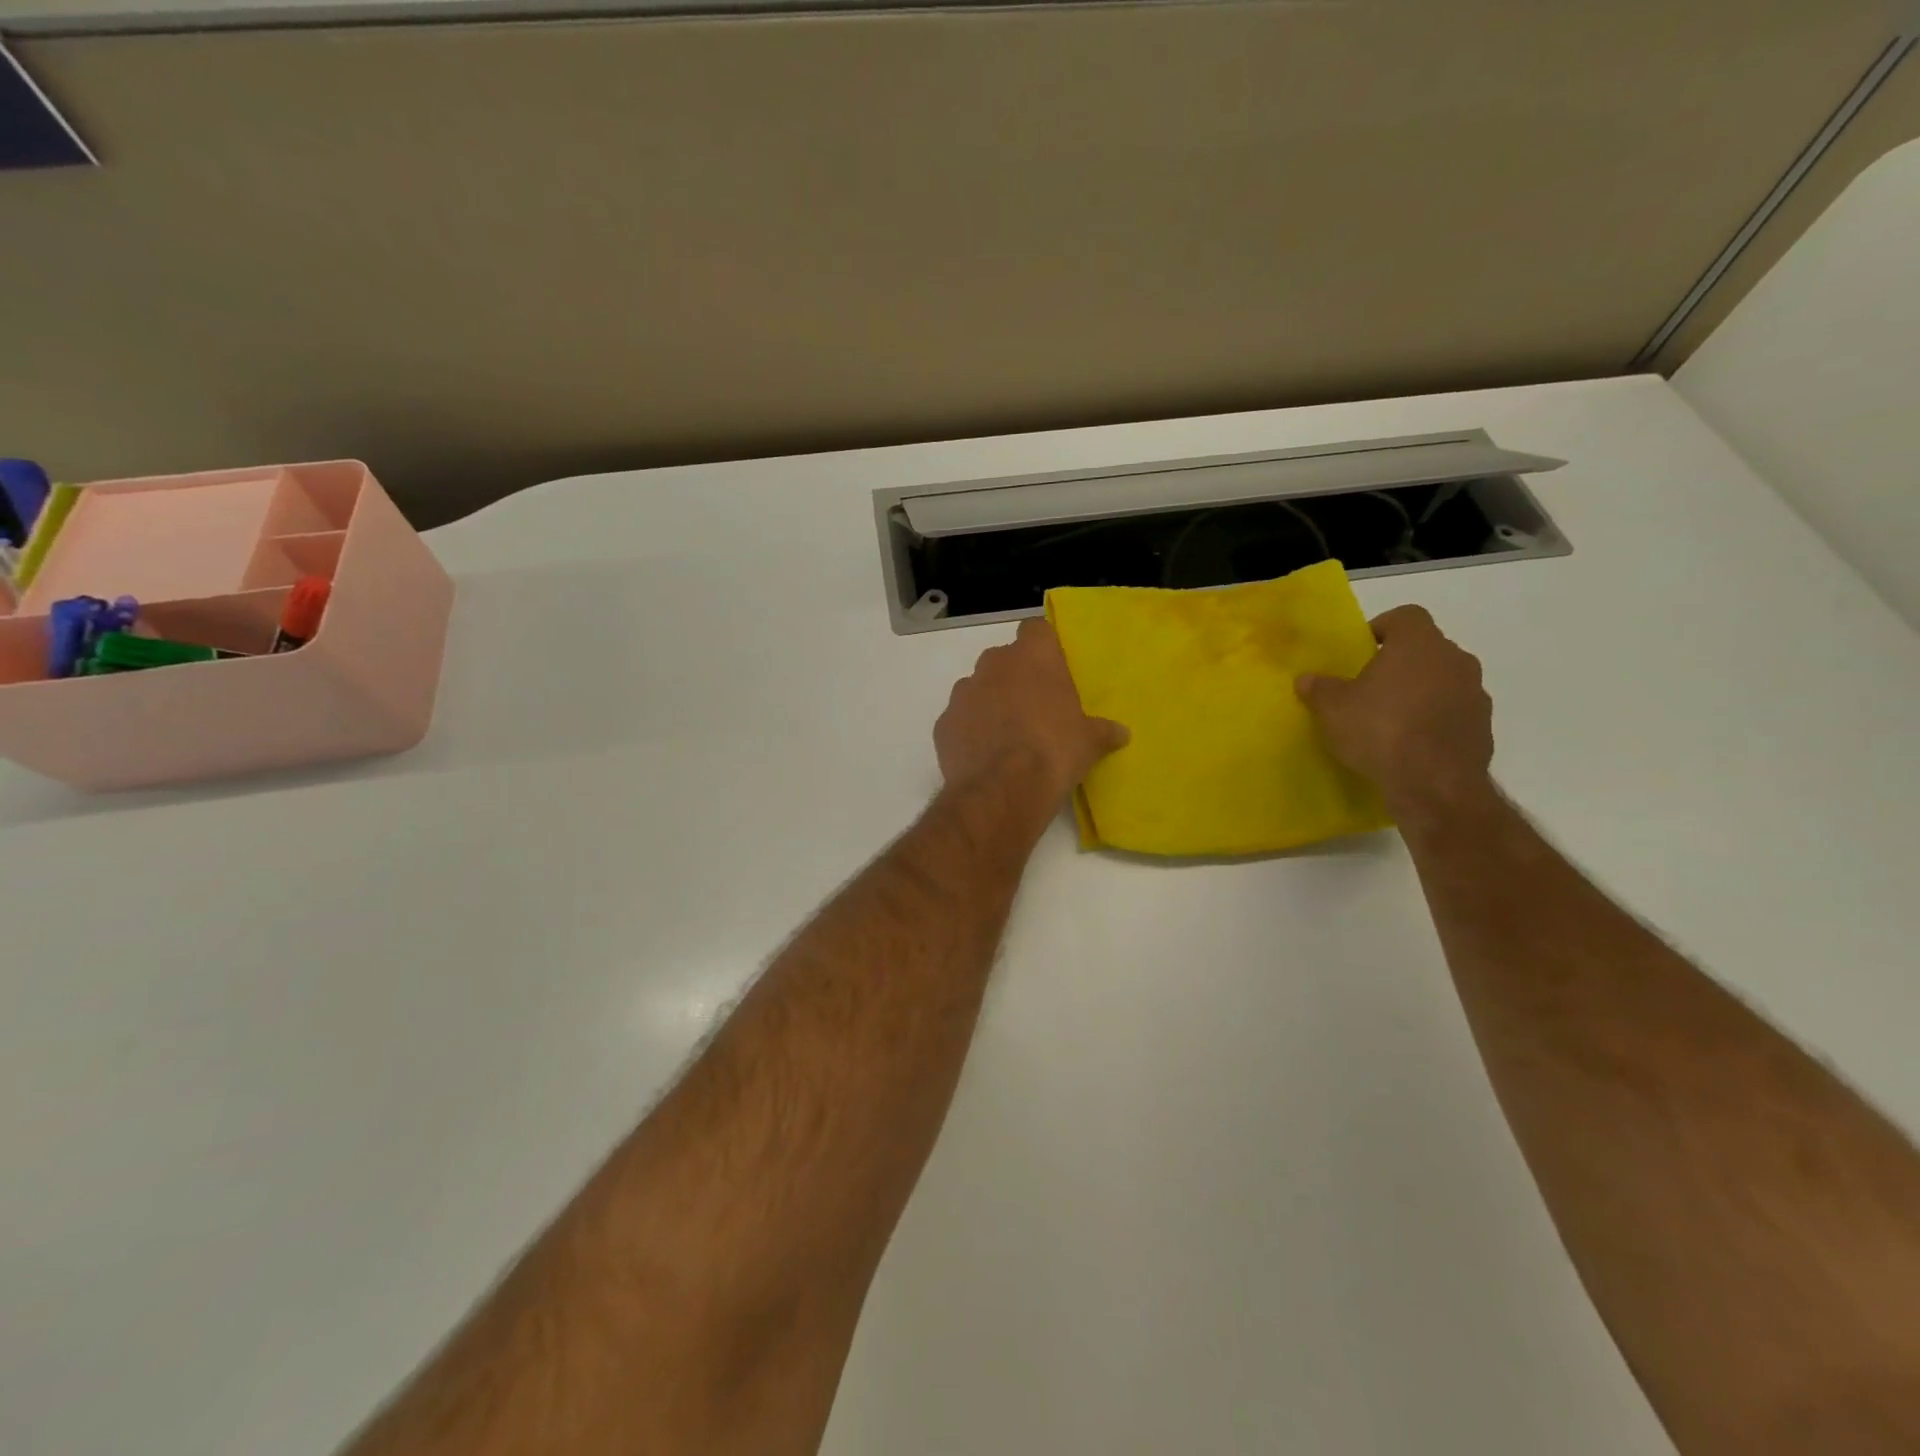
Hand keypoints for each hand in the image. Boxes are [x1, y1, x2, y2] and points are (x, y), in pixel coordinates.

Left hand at [935, 618, 1128, 805]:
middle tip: (1034, 707)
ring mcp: (963, 692)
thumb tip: (1121, 733)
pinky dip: (969, 730)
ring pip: (978, 687)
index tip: (1052, 669)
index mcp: (1032, 656)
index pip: (1036, 629)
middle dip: (1016, 677)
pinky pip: (960, 719)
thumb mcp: (1090, 742)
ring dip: (990, 702)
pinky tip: (984, 755)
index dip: (1043, 647)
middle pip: (1004, 659)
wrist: (1003, 789)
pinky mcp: (943, 722)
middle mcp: (993, 664)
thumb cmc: (1054, 751)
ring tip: (1007, 735)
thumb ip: (1104, 731)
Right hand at [1295, 605, 1495, 826]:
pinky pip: (1454, 712)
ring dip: (1420, 692)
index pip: (1406, 615)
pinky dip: (1435, 719)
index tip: (1362, 650)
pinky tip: (1411, 744)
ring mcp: (1474, 693)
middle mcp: (1454, 659)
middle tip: (1370, 686)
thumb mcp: (1332, 709)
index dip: (1383, 627)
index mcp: (1418, 644)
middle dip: (1400, 663)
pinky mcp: (1483, 726)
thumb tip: (1307, 679)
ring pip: (1443, 680)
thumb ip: (1319, 688)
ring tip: (1390, 719)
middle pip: (1426, 648)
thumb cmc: (1379, 730)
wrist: (1434, 784)